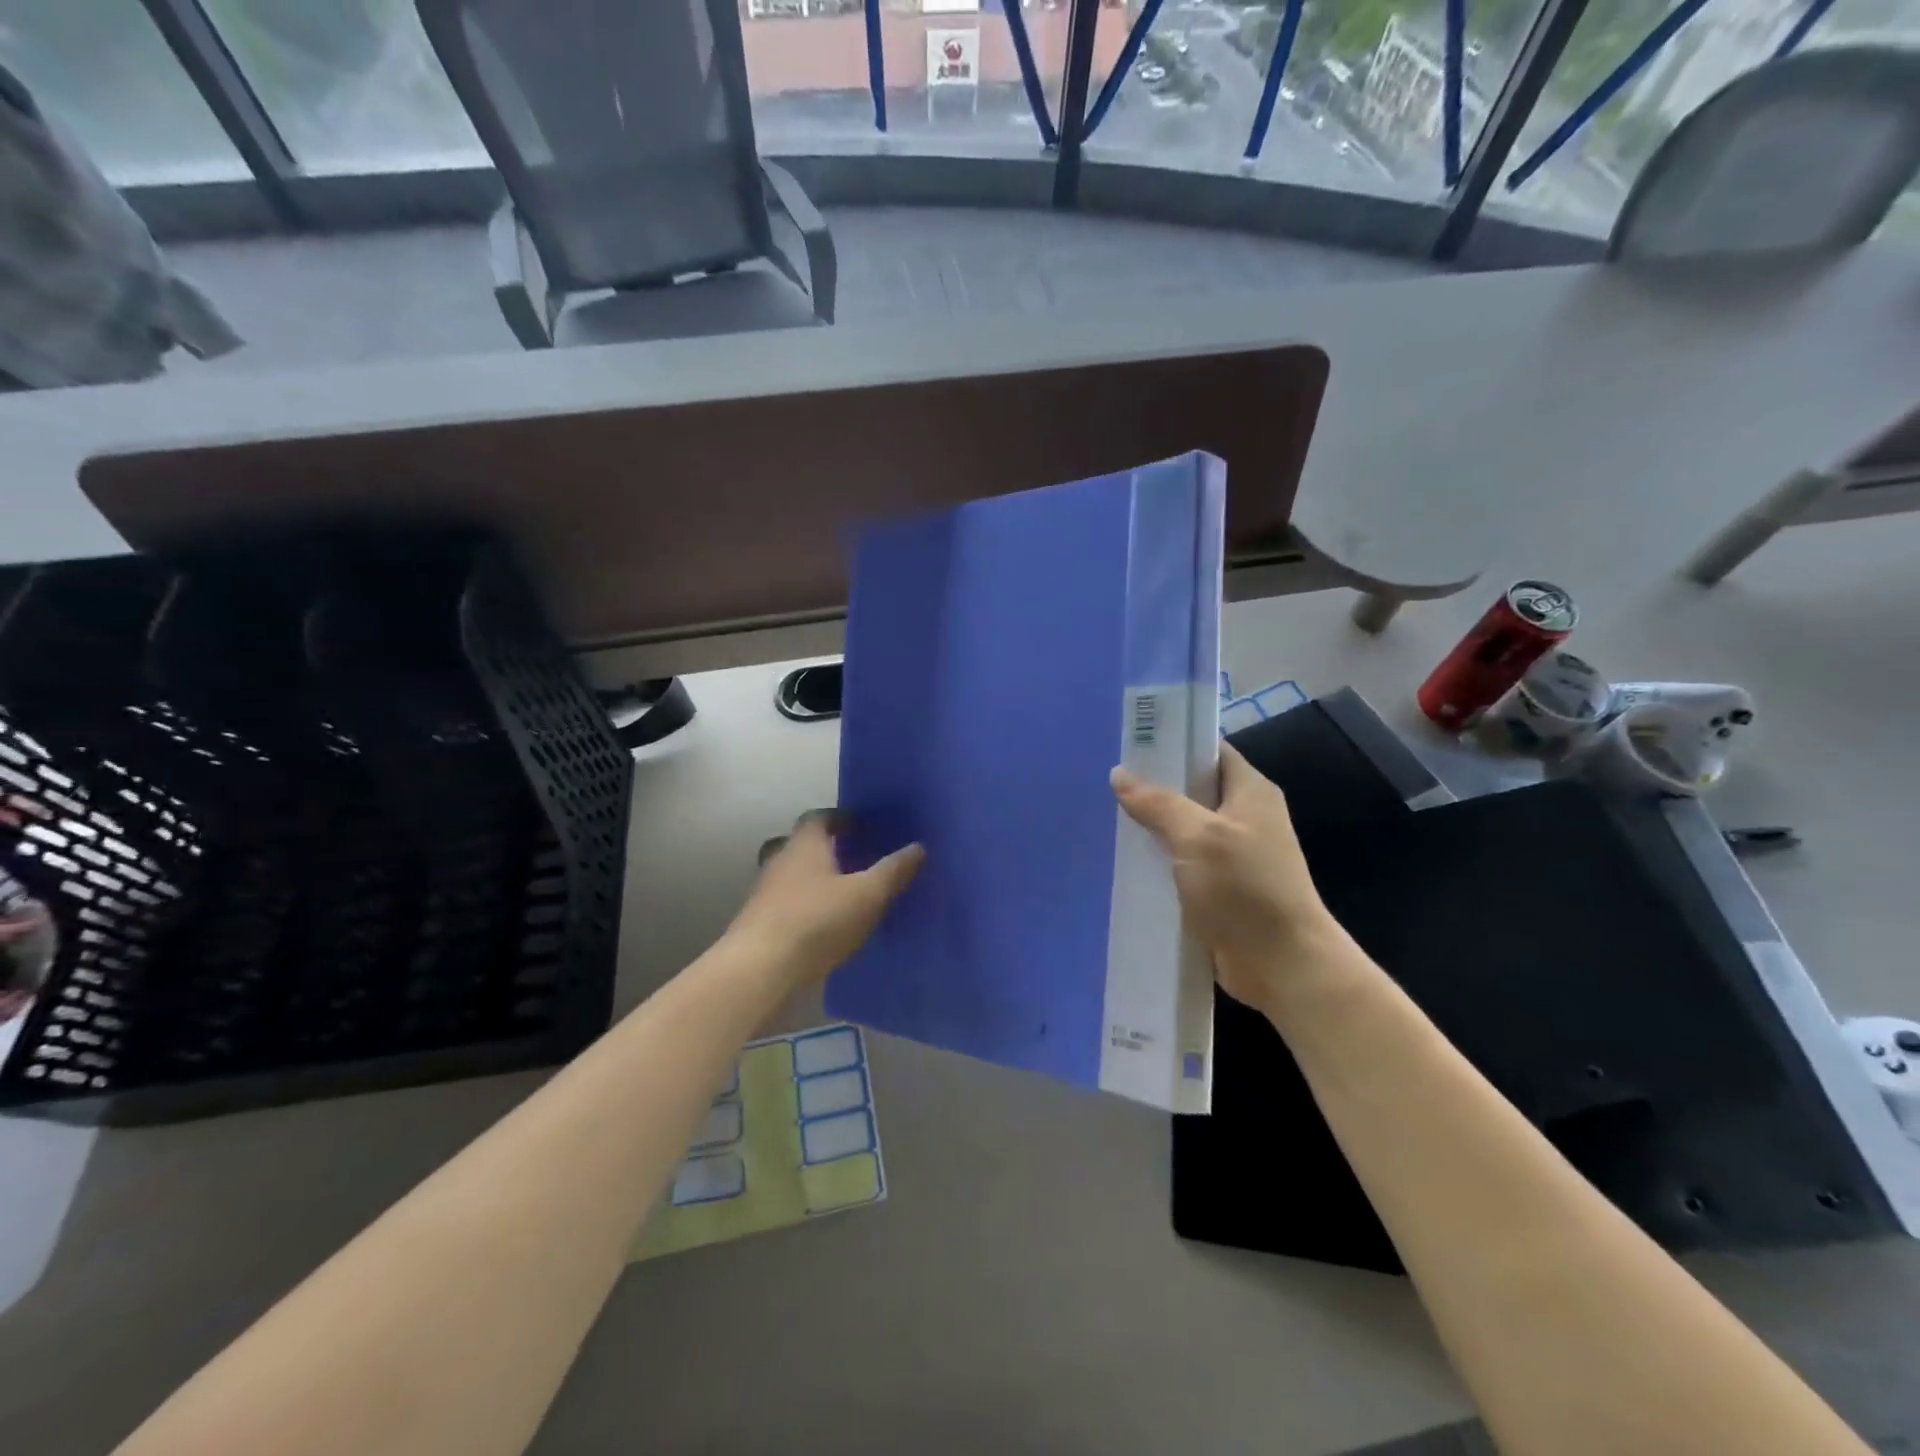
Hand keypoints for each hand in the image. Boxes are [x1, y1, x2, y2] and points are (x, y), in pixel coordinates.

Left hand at [726, 815, 923, 988]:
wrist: (759, 970)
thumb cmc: (816, 922)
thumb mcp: (867, 896)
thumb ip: (893, 871)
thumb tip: (918, 847)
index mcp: (804, 845)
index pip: (818, 817)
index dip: (840, 818)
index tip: (860, 826)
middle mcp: (780, 861)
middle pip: (801, 845)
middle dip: (826, 849)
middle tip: (854, 859)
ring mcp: (764, 893)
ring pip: (791, 875)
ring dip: (814, 879)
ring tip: (843, 895)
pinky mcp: (758, 923)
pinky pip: (786, 903)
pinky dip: (804, 906)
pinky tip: (823, 926)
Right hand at [1110, 744, 1344, 1012]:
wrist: (1282, 964)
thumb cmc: (1245, 889)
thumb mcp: (1197, 837)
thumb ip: (1158, 803)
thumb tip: (1120, 774)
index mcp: (1250, 792)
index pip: (1210, 751)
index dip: (1174, 743)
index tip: (1131, 742)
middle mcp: (1244, 817)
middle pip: (1193, 789)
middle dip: (1154, 786)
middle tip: (1106, 781)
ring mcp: (1233, 855)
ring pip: (1184, 828)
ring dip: (1152, 826)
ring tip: (1105, 816)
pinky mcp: (1220, 888)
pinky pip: (1183, 862)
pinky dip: (1158, 859)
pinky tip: (1124, 860)